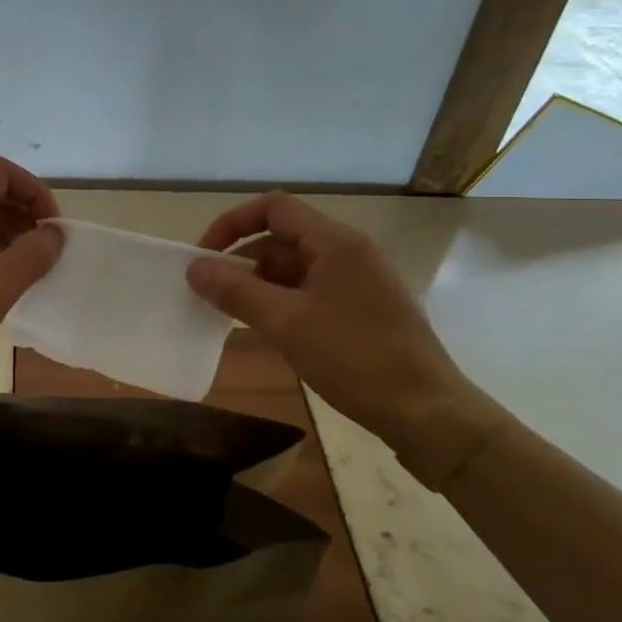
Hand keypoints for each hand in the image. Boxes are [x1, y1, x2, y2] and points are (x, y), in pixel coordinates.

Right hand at [186, 192, 478, 447]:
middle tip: (211, 294)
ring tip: (232, 315)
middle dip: (242, 261)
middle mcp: (349, 252)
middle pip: (282, 238)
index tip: (204, 256)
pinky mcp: (364, 310)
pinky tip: (269, 331)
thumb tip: (194, 268)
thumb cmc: (355, 357)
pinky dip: (283, 302)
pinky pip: (312, 292)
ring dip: (260, 285)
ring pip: (296, 268)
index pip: (273, 208)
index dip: (232, 224)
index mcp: (335, 242)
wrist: (428, 413)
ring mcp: (359, 282)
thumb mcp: (286, 323)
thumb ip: (236, 291)